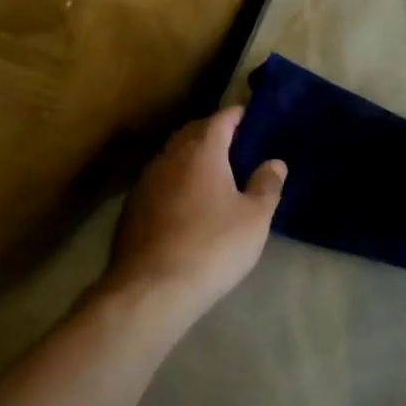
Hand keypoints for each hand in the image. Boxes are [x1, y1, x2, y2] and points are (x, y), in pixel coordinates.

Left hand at [107, 107, 284, 320]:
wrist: (150, 291)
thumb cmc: (212, 246)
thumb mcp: (254, 218)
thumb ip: (267, 185)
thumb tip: (274, 162)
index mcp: (202, 151)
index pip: (221, 118)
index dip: (238, 115)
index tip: (252, 116)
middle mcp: (169, 157)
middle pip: (193, 133)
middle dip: (214, 133)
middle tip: (237, 144)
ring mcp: (145, 182)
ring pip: (173, 157)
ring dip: (192, 158)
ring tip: (214, 174)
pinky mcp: (131, 209)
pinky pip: (159, 182)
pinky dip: (176, 182)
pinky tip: (187, 204)